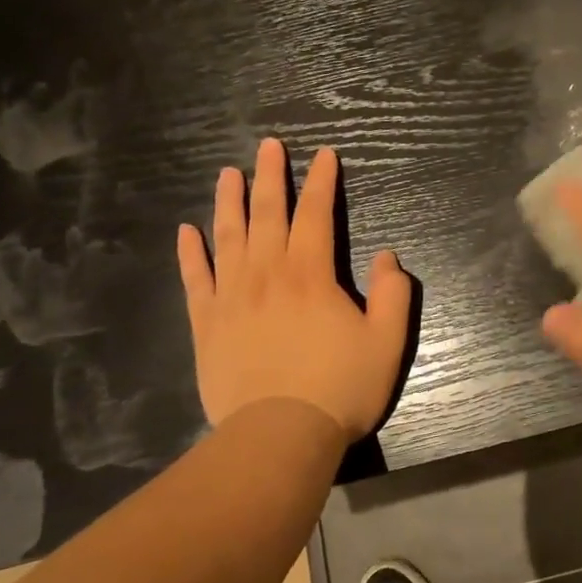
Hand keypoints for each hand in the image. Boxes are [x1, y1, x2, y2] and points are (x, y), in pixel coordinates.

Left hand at [178, 138, 411, 440]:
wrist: (278, 436)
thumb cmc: (339, 388)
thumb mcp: (387, 342)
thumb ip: (394, 294)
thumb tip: (389, 257)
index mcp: (311, 275)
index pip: (316, 214)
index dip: (322, 182)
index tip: (324, 154)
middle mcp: (267, 275)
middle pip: (267, 214)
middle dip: (271, 176)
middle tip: (268, 145)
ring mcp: (231, 298)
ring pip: (228, 237)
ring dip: (229, 202)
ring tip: (229, 173)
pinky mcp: (207, 325)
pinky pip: (196, 279)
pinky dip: (191, 253)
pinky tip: (187, 231)